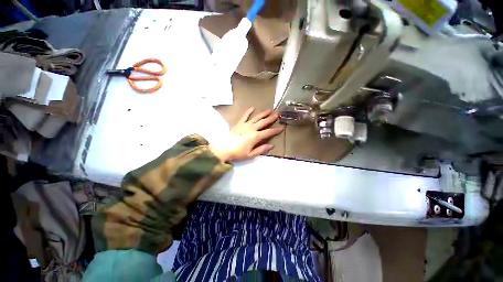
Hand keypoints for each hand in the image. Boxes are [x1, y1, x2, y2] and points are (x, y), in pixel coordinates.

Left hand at [210, 107, 284, 161]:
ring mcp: (245, 125)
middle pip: (264, 122)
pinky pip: (245, 116)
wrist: (224, 148)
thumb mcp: (251, 154)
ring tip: (269, 109)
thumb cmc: (238, 153)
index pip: (268, 132)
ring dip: (263, 113)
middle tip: (278, 113)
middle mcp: (252, 128)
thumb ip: (261, 149)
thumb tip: (271, 146)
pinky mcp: (239, 124)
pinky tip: (252, 107)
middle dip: (271, 118)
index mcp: (256, 137)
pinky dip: (248, 111)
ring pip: (256, 117)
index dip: (276, 130)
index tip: (282, 127)